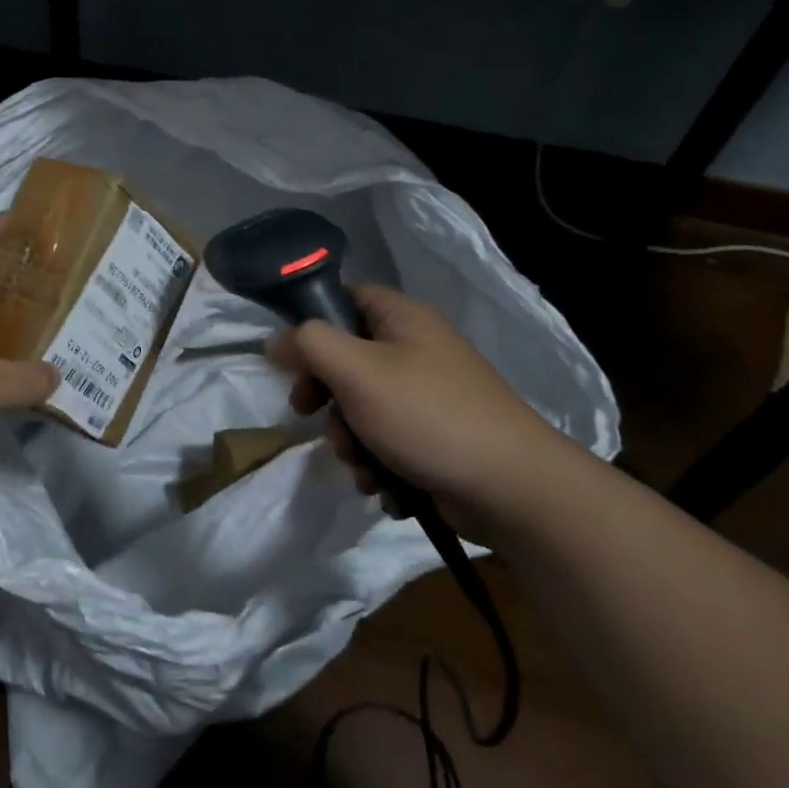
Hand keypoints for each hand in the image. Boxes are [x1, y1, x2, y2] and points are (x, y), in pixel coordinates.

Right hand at [266, 283, 579, 521]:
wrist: (513, 490)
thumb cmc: (428, 415)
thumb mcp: (357, 371)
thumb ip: (308, 345)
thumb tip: (275, 339)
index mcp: (401, 317)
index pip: (343, 297)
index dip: (311, 324)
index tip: (292, 361)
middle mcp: (415, 348)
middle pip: (345, 358)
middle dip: (325, 397)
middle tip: (312, 415)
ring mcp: (427, 394)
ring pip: (361, 405)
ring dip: (349, 438)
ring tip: (362, 464)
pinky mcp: (434, 436)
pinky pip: (385, 438)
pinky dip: (376, 461)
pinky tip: (381, 484)